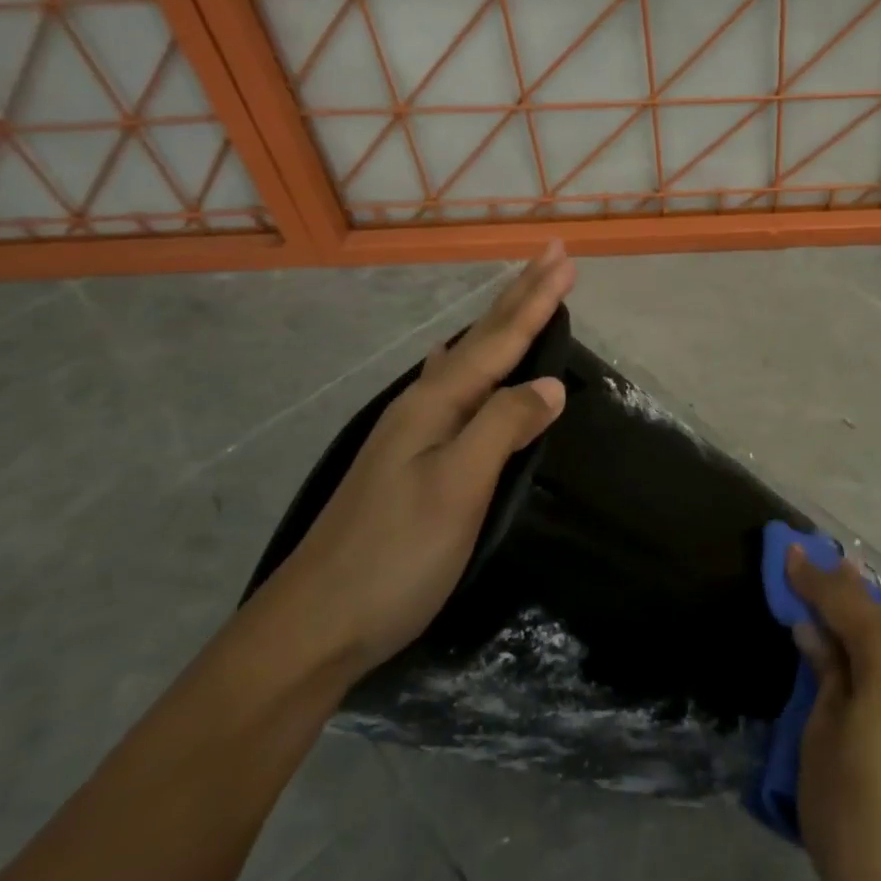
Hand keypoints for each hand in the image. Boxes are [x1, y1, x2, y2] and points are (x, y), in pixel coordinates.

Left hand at [258, 243, 574, 679]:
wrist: (313, 626)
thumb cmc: (394, 556)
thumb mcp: (458, 489)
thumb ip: (503, 426)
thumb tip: (550, 384)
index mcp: (436, 405)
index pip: (500, 340)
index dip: (536, 300)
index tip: (567, 260)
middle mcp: (421, 406)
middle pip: (480, 338)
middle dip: (519, 294)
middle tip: (550, 255)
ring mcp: (409, 433)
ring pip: (464, 359)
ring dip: (497, 323)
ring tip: (517, 294)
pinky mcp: (407, 460)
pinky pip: (448, 386)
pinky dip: (465, 360)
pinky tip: (448, 359)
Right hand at [789, 550, 880, 880]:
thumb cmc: (854, 818)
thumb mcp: (820, 737)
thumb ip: (823, 672)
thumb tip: (814, 632)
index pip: (846, 601)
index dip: (813, 575)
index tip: (790, 549)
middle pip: (877, 621)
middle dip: (841, 603)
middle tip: (809, 579)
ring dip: (865, 637)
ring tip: (832, 627)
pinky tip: (865, 673)